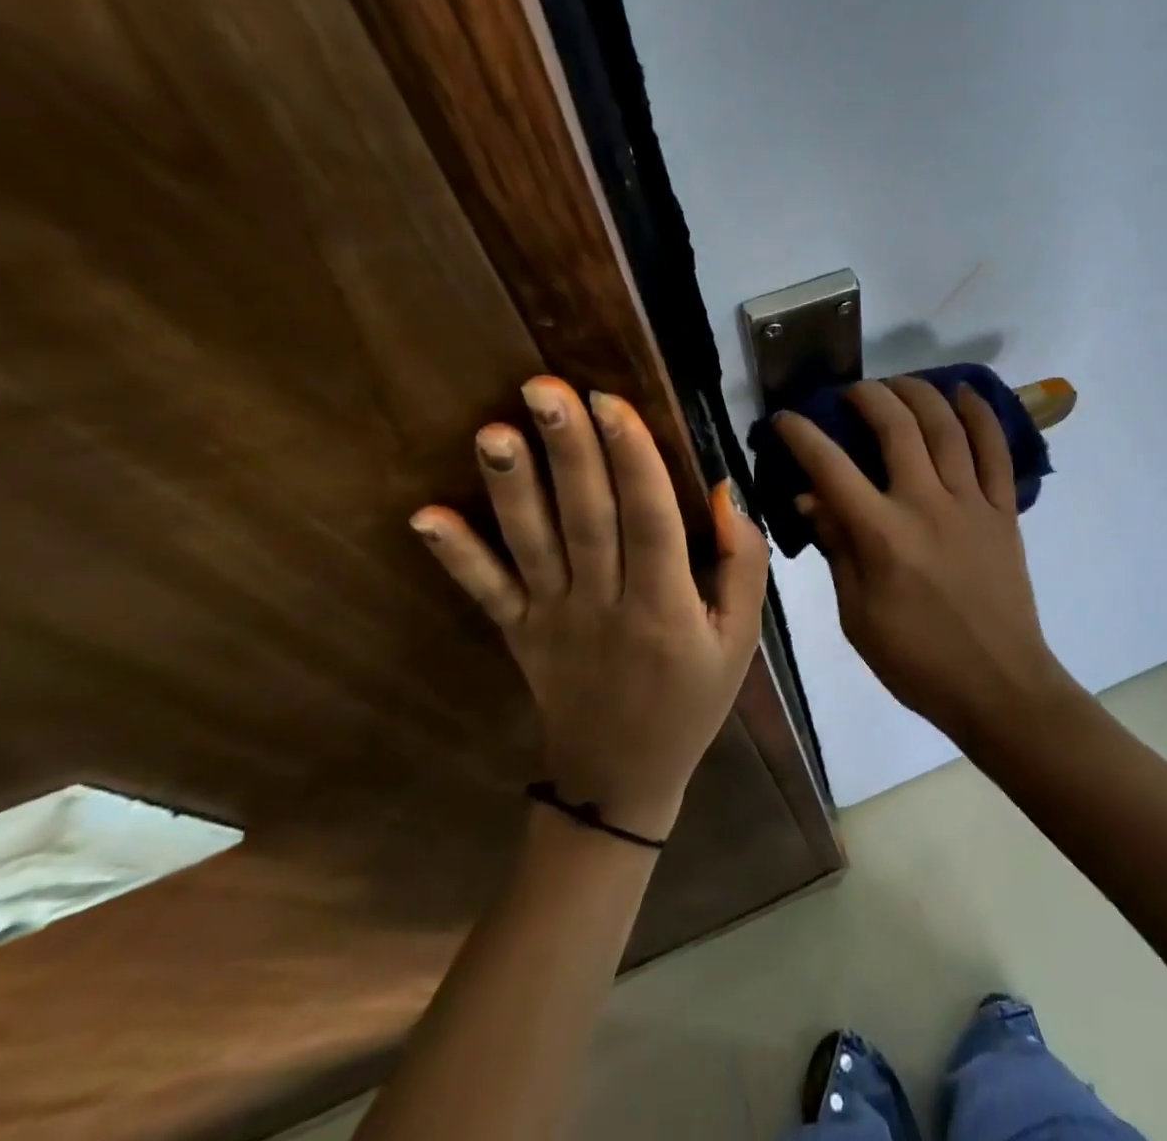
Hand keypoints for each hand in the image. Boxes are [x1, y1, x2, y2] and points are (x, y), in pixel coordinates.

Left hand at [409, 377, 768, 841]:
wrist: (621, 778)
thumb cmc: (692, 700)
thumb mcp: (741, 639)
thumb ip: (741, 566)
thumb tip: (723, 492)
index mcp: (666, 607)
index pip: (651, 521)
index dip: (633, 461)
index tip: (612, 403)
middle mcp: (605, 606)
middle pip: (587, 519)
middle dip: (568, 451)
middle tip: (545, 388)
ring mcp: (553, 620)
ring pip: (532, 545)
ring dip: (511, 488)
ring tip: (493, 432)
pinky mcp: (519, 633)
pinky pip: (486, 593)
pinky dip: (456, 556)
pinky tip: (424, 517)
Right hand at [774, 377, 1073, 743]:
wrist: (998, 685)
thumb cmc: (916, 660)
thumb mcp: (856, 615)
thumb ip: (837, 548)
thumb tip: (809, 498)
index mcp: (882, 536)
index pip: (831, 468)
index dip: (802, 435)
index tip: (785, 418)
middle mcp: (926, 505)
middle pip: (895, 427)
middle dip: (867, 396)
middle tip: (850, 393)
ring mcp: (971, 503)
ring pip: (945, 427)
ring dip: (918, 393)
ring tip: (898, 384)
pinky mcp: (1004, 511)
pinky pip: (996, 450)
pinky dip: (981, 415)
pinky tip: (963, 392)